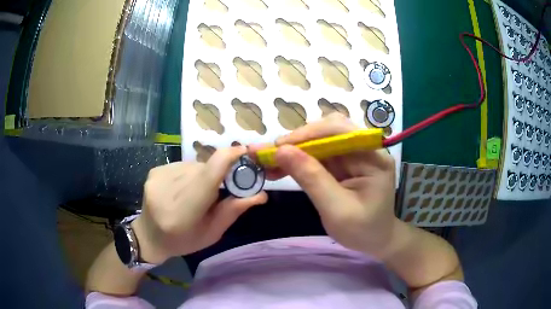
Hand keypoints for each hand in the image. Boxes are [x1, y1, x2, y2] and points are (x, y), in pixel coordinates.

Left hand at [132, 147, 267, 263]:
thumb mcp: (212, 233)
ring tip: (199, 192)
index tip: (246, 152)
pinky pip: (182, 165)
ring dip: (203, 174)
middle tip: (223, 187)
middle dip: (219, 173)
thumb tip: (260, 194)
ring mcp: (157, 178)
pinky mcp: (154, 171)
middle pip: (204, 168)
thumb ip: (233, 211)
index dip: (229, 157)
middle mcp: (167, 191)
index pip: (208, 175)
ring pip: (193, 165)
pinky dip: (190, 173)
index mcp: (183, 213)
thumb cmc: (183, 241)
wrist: (149, 236)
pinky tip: (184, 188)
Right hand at [250, 113, 395, 256]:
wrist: (375, 240)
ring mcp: (354, 155)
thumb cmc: (362, 230)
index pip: (340, 130)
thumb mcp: (336, 209)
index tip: (279, 147)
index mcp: (374, 157)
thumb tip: (281, 151)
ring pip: (320, 141)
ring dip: (294, 150)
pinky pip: (318, 154)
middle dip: (297, 141)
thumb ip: (311, 178)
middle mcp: (365, 149)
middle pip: (328, 131)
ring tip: (269, 161)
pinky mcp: (344, 163)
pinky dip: (298, 160)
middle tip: (269, 154)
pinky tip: (280, 168)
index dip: (308, 134)